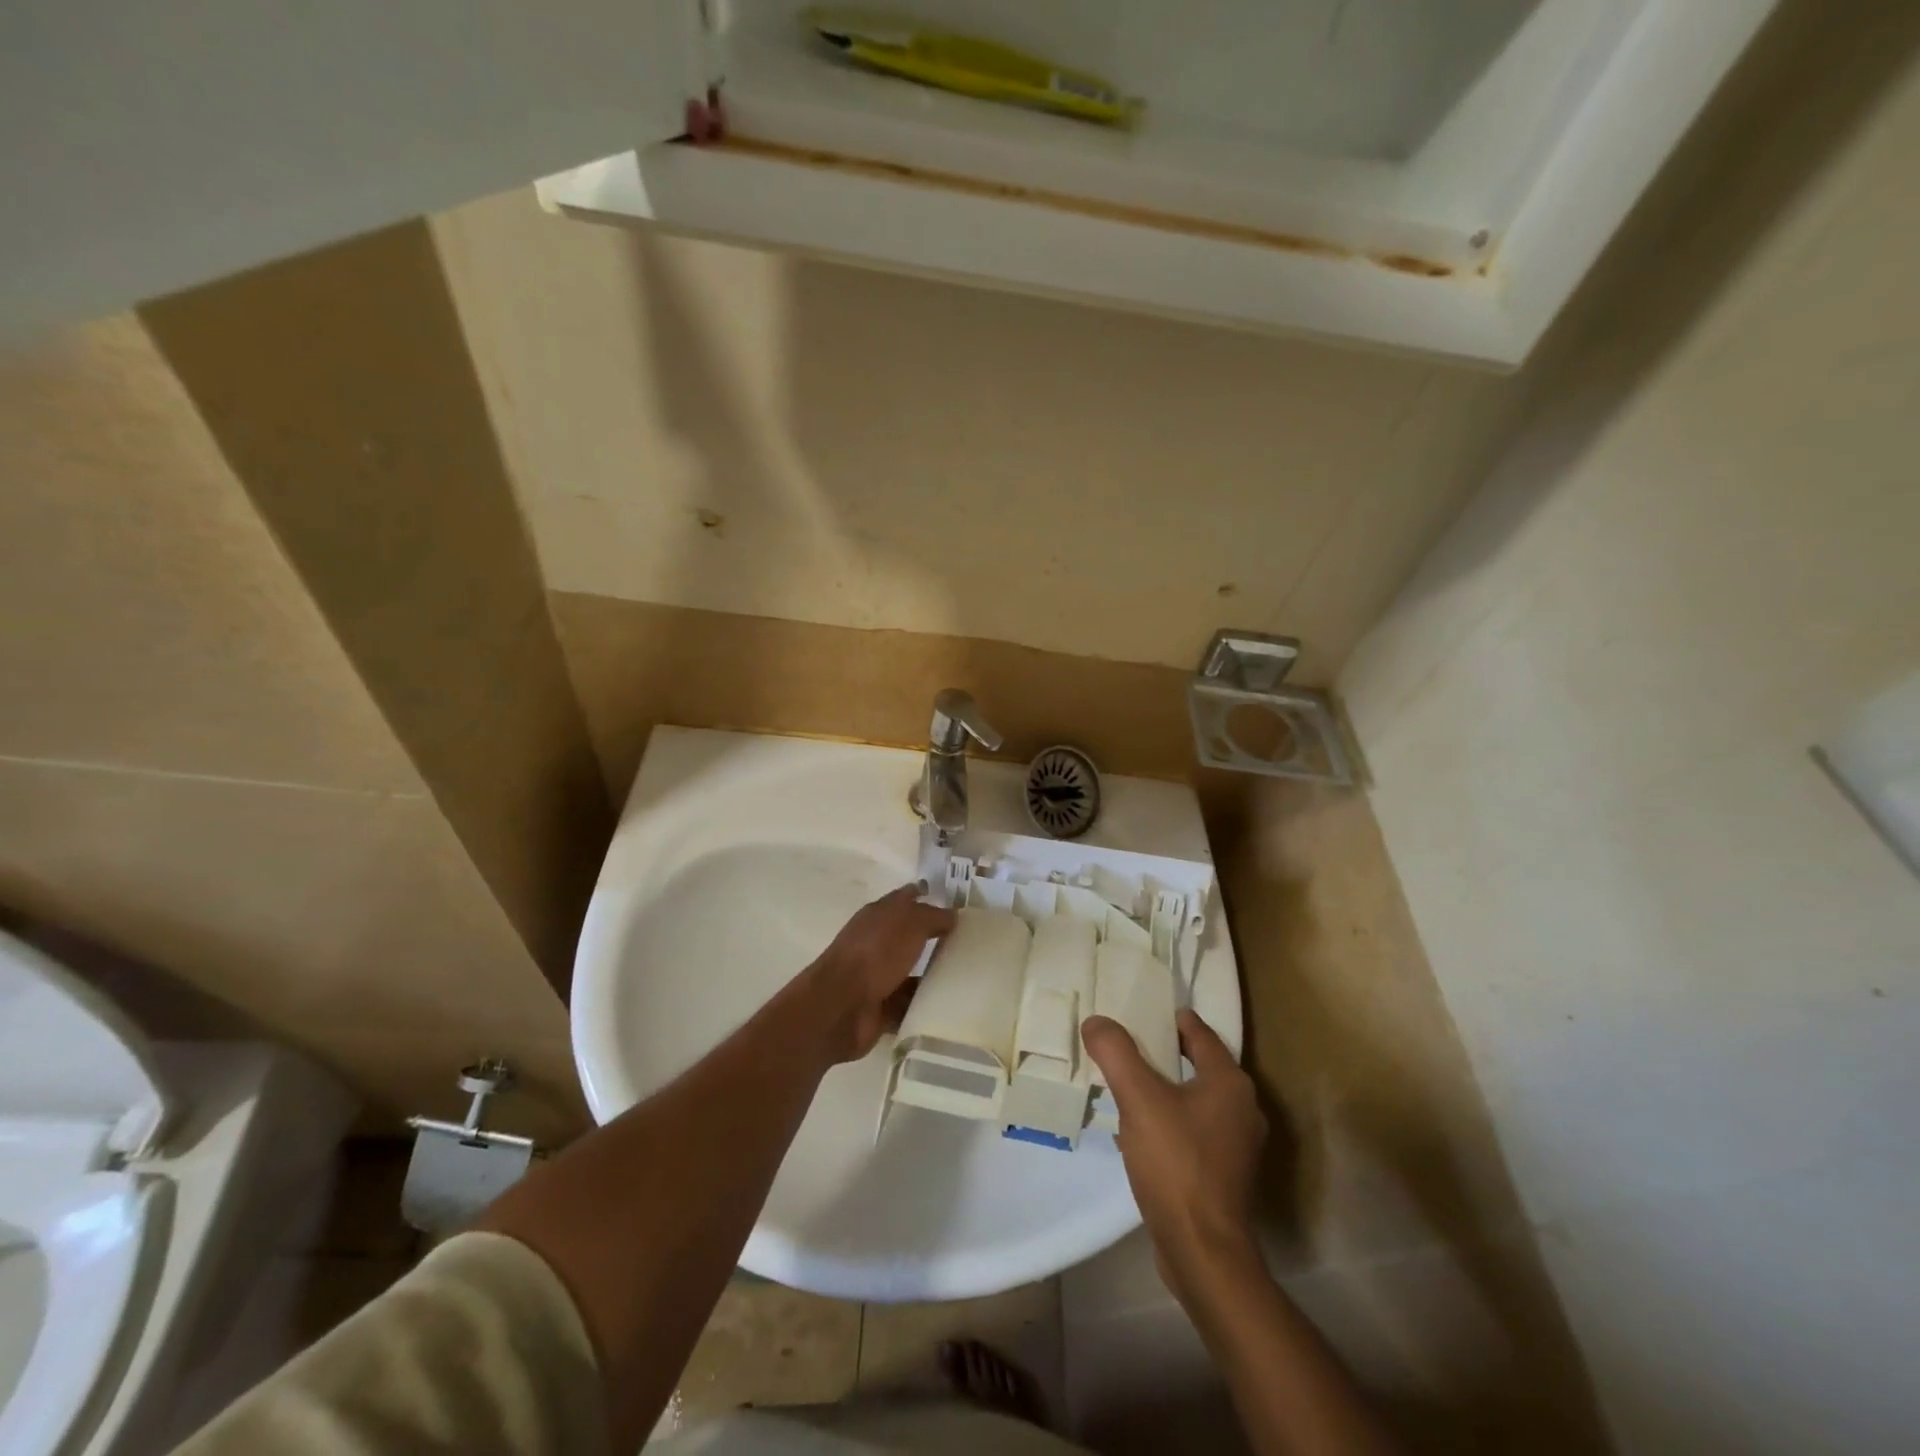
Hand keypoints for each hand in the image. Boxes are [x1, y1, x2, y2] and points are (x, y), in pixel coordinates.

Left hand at [802, 884, 954, 1064]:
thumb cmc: (876, 953)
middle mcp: (876, 941)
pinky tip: (951, 1005)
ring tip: (966, 978)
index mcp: (879, 914)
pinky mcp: (880, 1005)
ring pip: (911, 971)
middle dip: (935, 937)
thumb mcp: (911, 923)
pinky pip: (910, 1003)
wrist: (842, 1004)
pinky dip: (925, 1005)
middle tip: (969, 942)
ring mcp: (876, 974)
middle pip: (910, 935)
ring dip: (932, 975)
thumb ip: (934, 916)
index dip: (926, 894)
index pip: (906, 897)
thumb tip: (953, 915)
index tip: (953, 900)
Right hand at [1082, 1009, 1266, 1292]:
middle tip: (1127, 1044)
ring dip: (1166, 1089)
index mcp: (1230, 1083)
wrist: (1203, 1252)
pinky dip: (1170, 1120)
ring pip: (1196, 1100)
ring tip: (1128, 1085)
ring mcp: (1237, 1145)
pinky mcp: (1225, 1174)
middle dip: (1165, 1053)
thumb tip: (1096, 1022)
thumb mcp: (1138, 1098)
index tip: (1142, 1011)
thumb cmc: (1176, 1163)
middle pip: (1199, 1065)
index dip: (1172, 1019)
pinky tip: (1140, 1130)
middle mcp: (1242, 1108)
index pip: (1200, 1034)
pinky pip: (1194, 1130)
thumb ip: (1115, 1053)